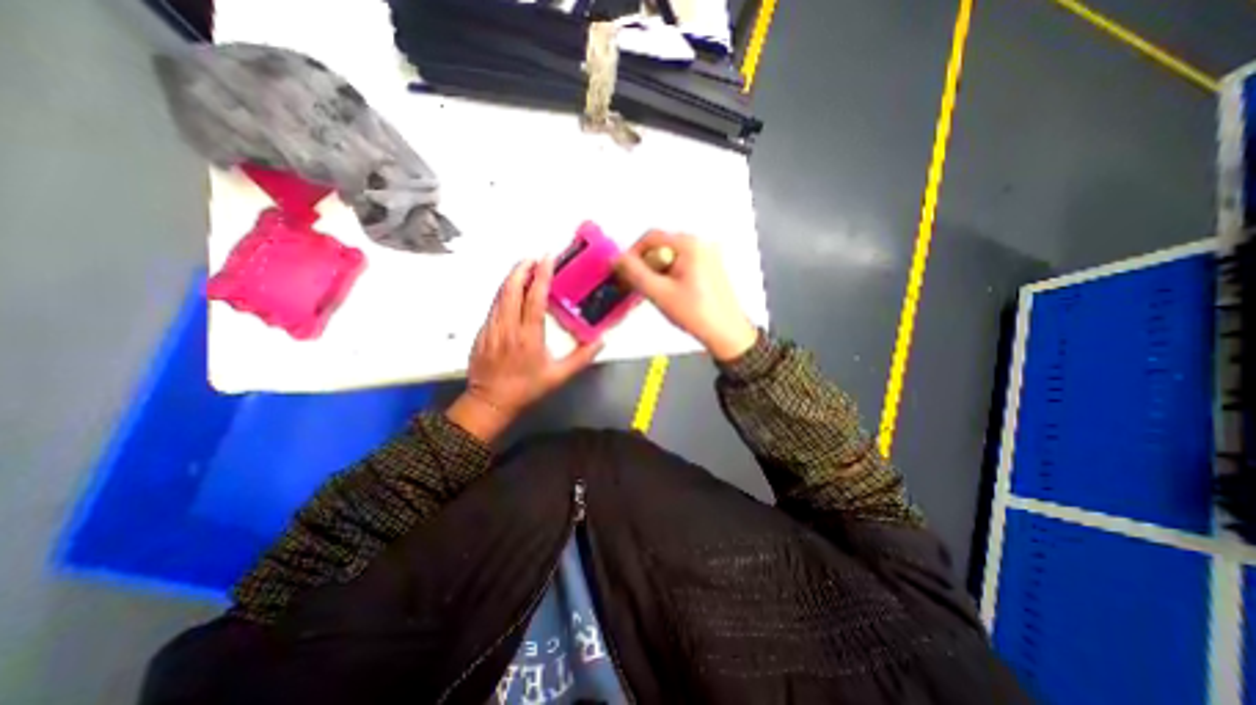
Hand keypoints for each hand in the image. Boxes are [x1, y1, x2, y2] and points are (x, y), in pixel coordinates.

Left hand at [449, 258, 604, 440]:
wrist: (490, 402)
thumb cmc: (526, 389)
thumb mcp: (559, 376)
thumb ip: (581, 358)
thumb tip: (601, 341)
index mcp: (528, 336)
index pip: (534, 297)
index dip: (541, 275)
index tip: (547, 259)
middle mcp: (507, 327)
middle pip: (511, 288)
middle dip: (522, 268)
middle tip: (534, 257)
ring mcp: (491, 328)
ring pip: (500, 294)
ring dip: (512, 277)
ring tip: (524, 267)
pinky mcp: (482, 332)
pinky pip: (493, 305)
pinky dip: (503, 292)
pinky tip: (511, 291)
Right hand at [616, 231, 754, 362]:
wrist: (727, 334)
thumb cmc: (695, 313)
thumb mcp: (659, 293)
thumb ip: (634, 273)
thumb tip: (616, 258)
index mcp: (690, 244)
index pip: (651, 237)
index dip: (633, 254)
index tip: (625, 273)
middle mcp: (701, 243)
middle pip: (662, 246)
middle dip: (647, 266)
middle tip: (643, 288)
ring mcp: (708, 255)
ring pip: (671, 257)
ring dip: (658, 273)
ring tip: (659, 295)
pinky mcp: (711, 267)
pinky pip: (683, 264)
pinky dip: (671, 276)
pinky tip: (672, 294)